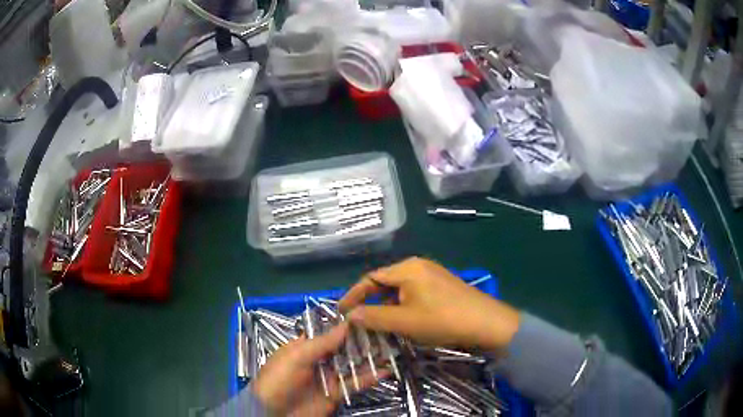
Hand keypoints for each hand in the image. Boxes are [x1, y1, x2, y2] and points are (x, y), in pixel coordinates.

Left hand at [252, 322, 386, 415]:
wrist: (274, 412)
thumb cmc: (279, 379)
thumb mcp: (296, 357)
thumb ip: (322, 343)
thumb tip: (346, 324)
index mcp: (304, 347)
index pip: (329, 333)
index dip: (347, 326)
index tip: (369, 317)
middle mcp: (318, 360)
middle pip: (344, 349)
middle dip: (363, 342)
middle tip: (386, 332)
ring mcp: (328, 378)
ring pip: (352, 365)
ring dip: (370, 359)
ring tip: (391, 349)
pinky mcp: (336, 394)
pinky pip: (354, 384)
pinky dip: (369, 378)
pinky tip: (385, 371)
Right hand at [339, 257, 519, 351]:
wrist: (486, 322)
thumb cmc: (442, 320)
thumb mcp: (404, 321)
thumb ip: (374, 317)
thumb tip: (351, 315)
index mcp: (407, 268)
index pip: (370, 278)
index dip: (353, 295)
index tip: (341, 311)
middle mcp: (418, 266)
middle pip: (384, 282)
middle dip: (369, 301)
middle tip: (357, 319)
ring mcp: (432, 274)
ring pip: (399, 289)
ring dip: (386, 305)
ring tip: (376, 323)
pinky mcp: (441, 285)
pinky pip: (413, 293)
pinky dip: (401, 305)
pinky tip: (401, 320)